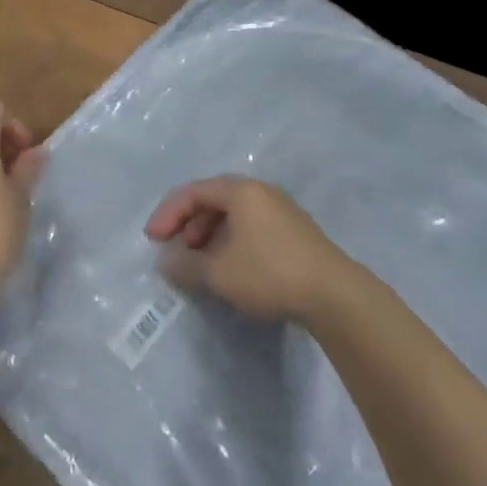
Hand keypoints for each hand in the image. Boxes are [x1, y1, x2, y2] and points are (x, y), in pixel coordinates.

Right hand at [145, 176, 352, 321]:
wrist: (334, 295)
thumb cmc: (269, 273)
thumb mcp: (219, 273)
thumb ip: (185, 265)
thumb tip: (164, 261)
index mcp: (240, 191)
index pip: (193, 192)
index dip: (168, 213)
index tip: (152, 239)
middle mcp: (261, 192)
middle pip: (214, 199)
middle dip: (189, 223)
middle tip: (175, 249)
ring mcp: (281, 210)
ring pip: (234, 214)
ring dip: (209, 234)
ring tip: (200, 261)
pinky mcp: (294, 231)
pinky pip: (251, 226)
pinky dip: (231, 241)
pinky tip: (230, 267)